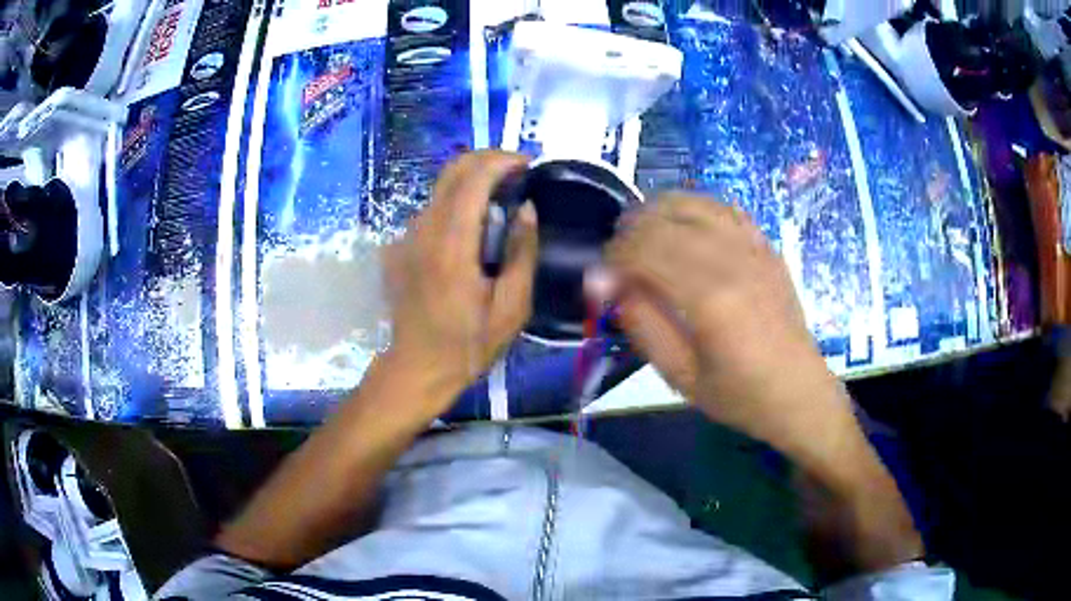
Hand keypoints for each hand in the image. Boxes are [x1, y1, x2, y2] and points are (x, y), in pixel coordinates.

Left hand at [383, 151, 537, 402]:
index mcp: (452, 245)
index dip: (502, 161)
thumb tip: (527, 208)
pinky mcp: (401, 245)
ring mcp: (407, 236)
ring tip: (501, 200)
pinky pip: (432, 209)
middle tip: (518, 173)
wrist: (417, 366)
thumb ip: (522, 253)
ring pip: (441, 187)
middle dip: (487, 160)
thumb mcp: (512, 307)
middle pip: (452, 170)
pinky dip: (457, 202)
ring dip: (473, 181)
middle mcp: (424, 230)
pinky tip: (474, 228)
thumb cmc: (468, 343)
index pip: (473, 178)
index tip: (528, 164)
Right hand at [604, 193, 852, 454]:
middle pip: (662, 220)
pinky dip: (693, 211)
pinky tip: (685, 231)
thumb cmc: (739, 395)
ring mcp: (753, 246)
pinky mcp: (765, 246)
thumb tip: (606, 283)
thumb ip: (642, 325)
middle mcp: (731, 259)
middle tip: (618, 264)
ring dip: (656, 214)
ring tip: (644, 240)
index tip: (600, 281)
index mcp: (710, 297)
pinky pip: (722, 208)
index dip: (612, 259)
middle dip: (627, 235)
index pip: (644, 250)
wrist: (798, 392)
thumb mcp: (680, 376)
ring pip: (691, 203)